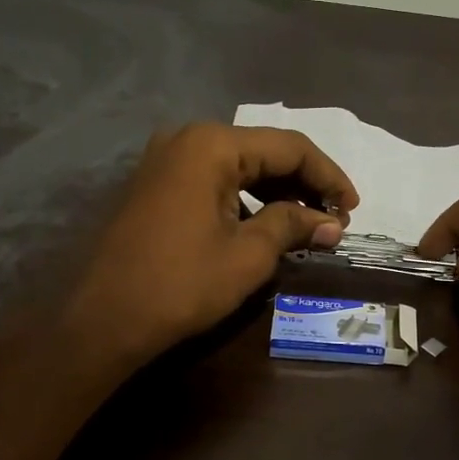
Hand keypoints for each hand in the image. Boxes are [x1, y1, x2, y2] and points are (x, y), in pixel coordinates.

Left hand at [60, 123, 357, 374]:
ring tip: (308, 226)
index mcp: (212, 145)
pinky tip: (266, 227)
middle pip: (263, 152)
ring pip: (239, 167)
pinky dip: (246, 201)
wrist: (103, 319)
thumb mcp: (248, 255)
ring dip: (277, 193)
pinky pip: (214, 182)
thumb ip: (293, 226)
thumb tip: (333, 223)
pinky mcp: (156, 186)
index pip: (290, 147)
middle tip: (335, 219)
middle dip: (304, 184)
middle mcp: (187, 140)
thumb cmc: (182, 284)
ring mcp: (166, 161)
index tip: (355, 208)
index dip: (329, 176)